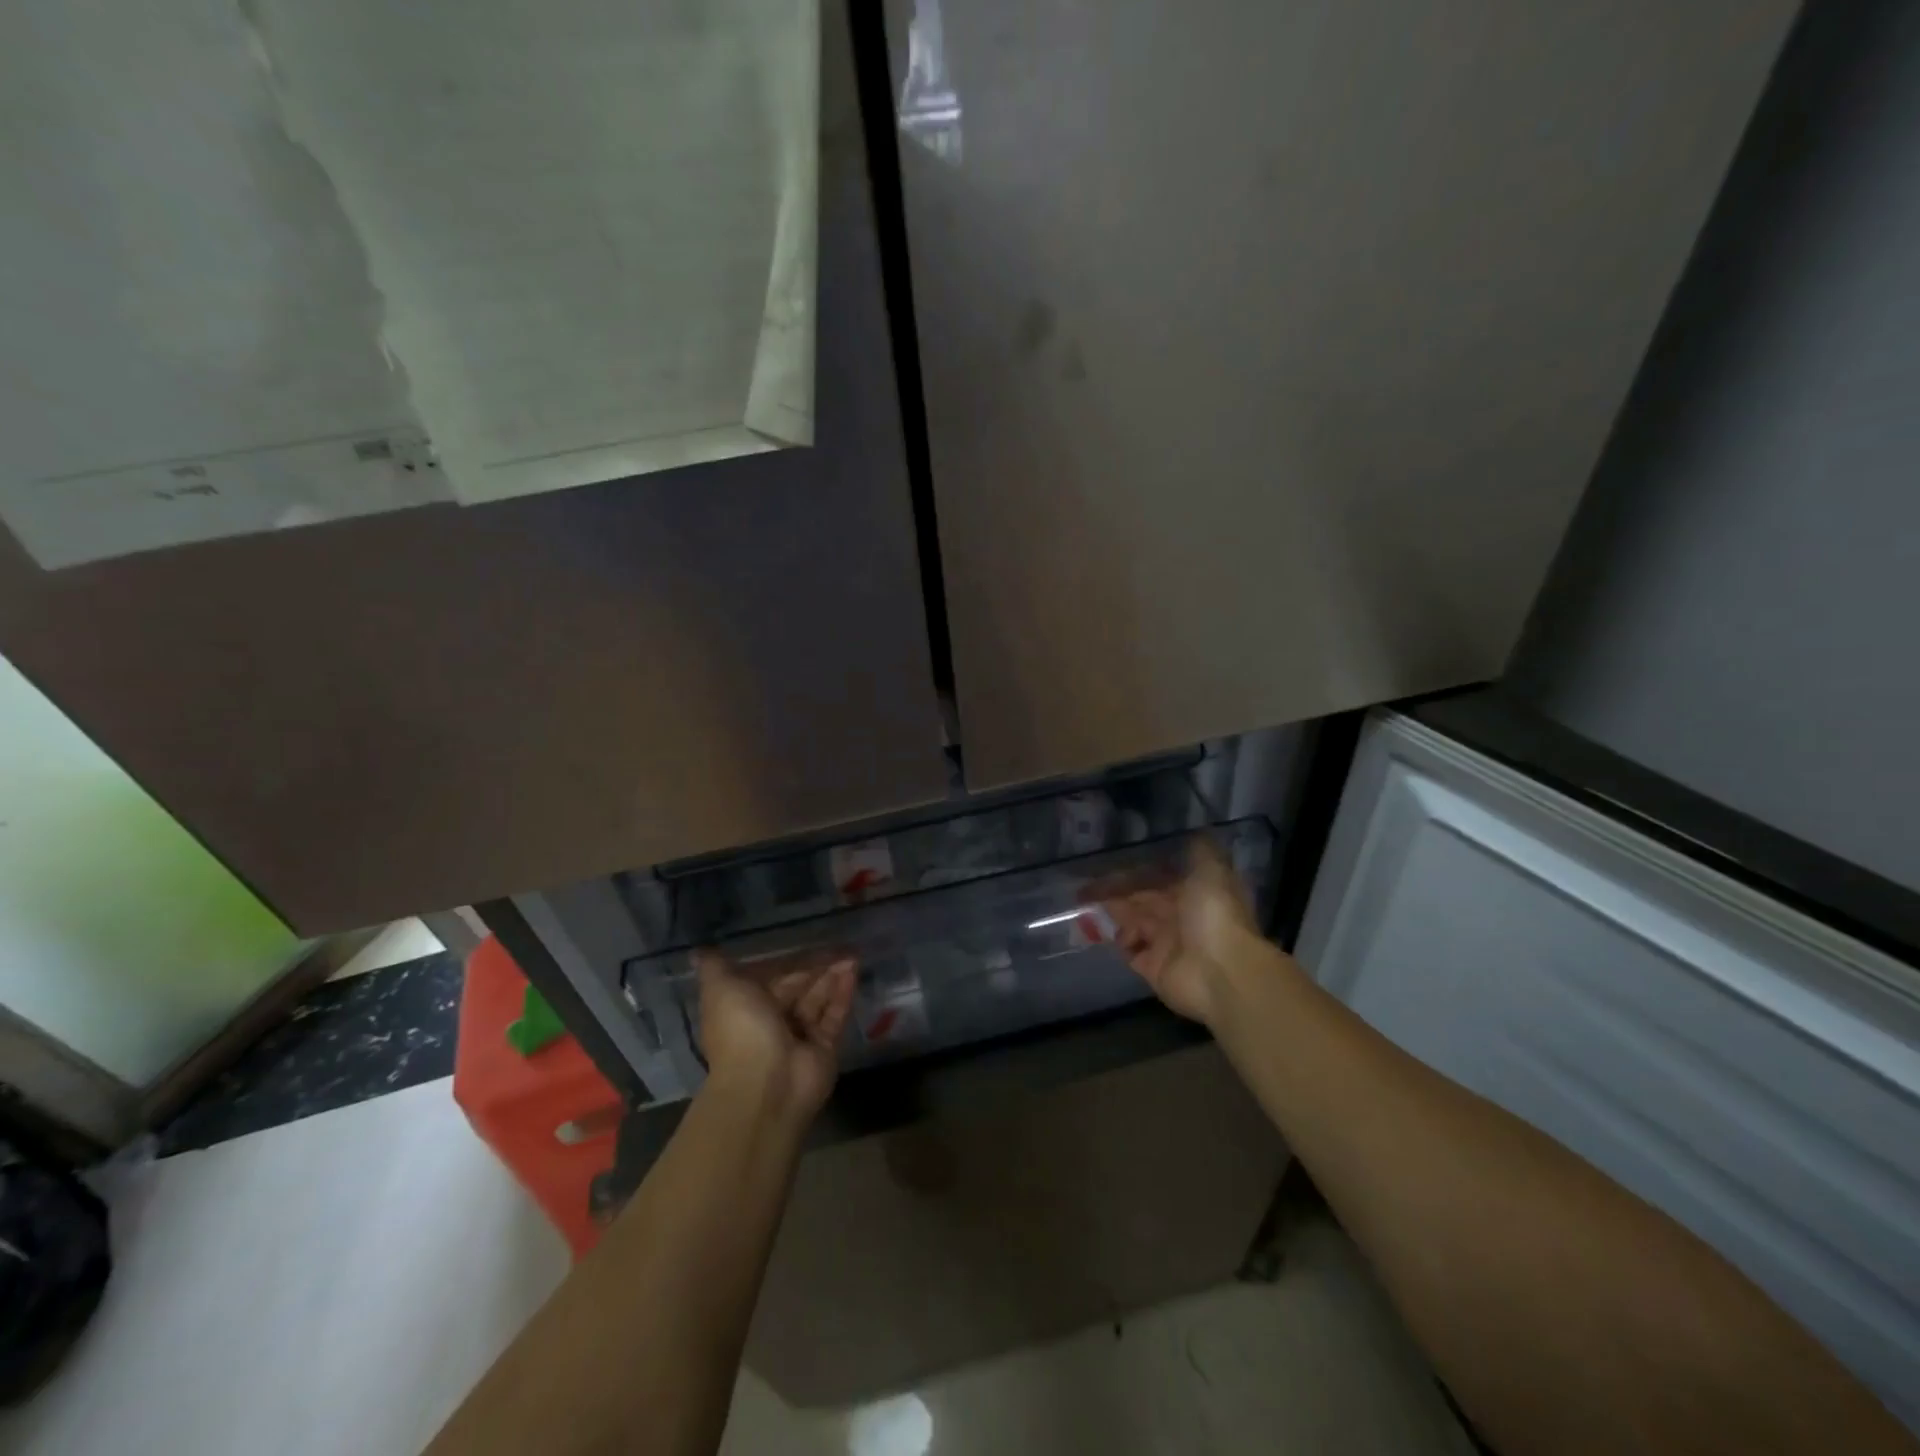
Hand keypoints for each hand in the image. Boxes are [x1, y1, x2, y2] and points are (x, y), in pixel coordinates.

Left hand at [693, 948, 854, 1120]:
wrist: (766, 1084)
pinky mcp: (823, 1048)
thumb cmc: (741, 1030)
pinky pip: (834, 1015)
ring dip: (833, 975)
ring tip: (853, 954)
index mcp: (746, 1006)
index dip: (790, 959)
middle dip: (817, 965)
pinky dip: (843, 993)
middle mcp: (772, 1020)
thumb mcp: (721, 989)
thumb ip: (715, 968)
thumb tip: (699, 950)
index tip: (810, 938)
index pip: (772, 976)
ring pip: (819, 998)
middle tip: (842, 944)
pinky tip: (854, 971)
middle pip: (799, 985)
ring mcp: (799, 1036)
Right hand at [1102, 838, 1261, 1026]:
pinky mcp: (1153, 968)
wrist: (1221, 972)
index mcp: (1194, 892)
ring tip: (1087, 906)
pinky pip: (1130, 951)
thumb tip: (1195, 831)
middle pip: (1142, 900)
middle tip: (1085, 886)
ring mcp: (1166, 943)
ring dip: (1113, 913)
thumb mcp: (1211, 871)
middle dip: (1117, 892)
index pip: (1158, 877)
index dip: (1135, 870)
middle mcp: (1180, 916)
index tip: (1108, 862)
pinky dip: (1118, 941)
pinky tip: (1101, 930)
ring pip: (1133, 922)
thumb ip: (1200, 851)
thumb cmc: (1214, 915)